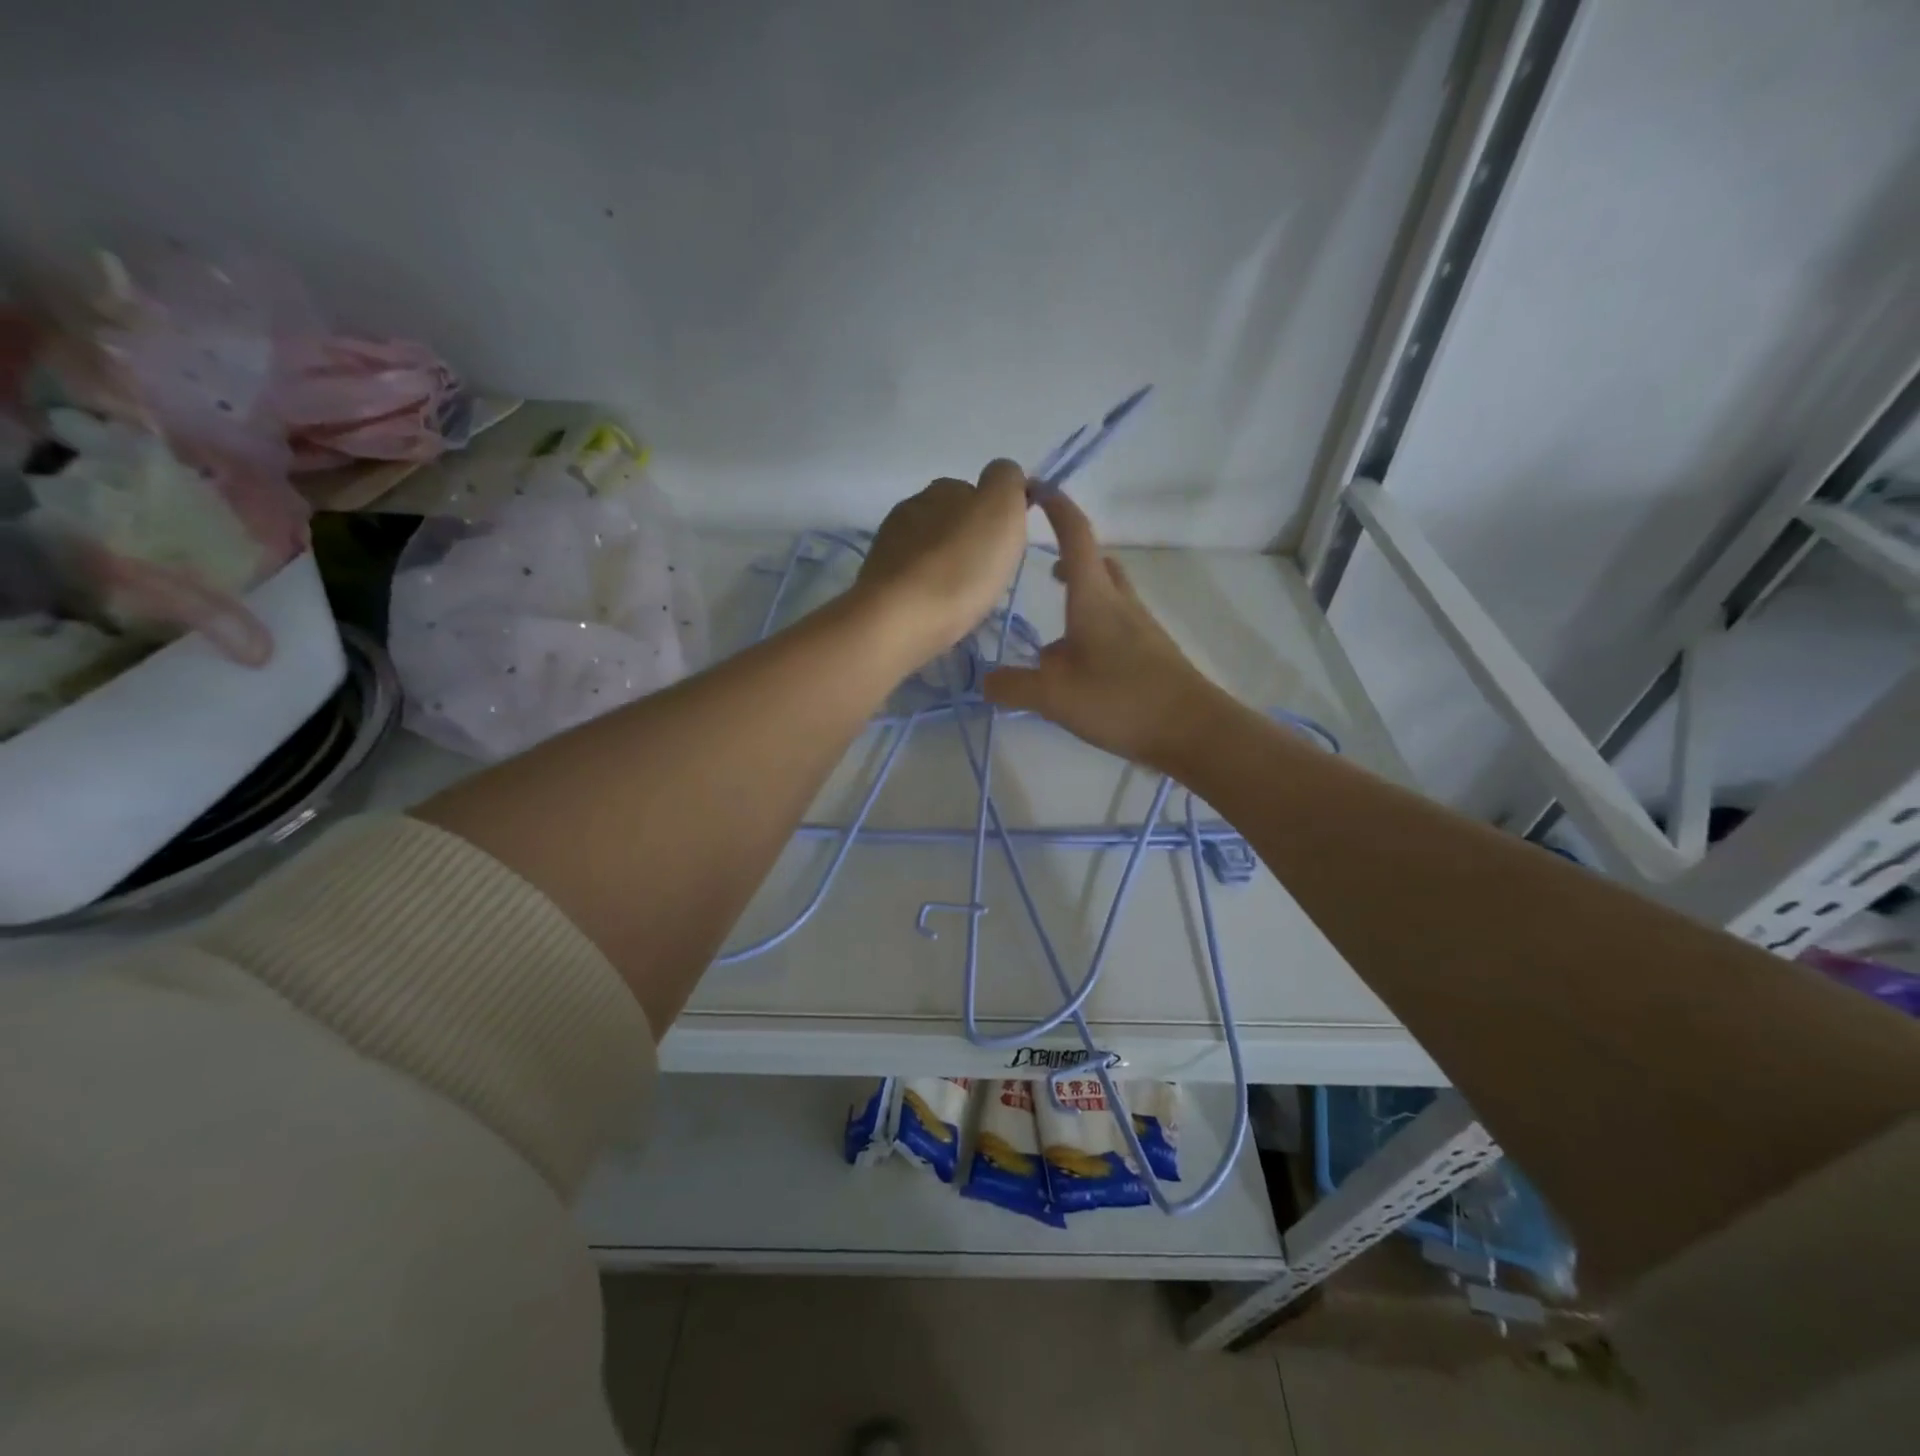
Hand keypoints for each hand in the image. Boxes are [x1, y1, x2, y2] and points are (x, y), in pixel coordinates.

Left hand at [855, 459, 1031, 661]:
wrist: (900, 620)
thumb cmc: (961, 566)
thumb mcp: (1000, 510)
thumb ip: (1006, 482)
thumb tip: (1002, 476)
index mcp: (943, 488)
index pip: (975, 490)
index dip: (994, 516)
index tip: (1005, 548)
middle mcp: (911, 507)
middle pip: (949, 519)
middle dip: (968, 540)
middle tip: (986, 573)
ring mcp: (888, 544)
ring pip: (928, 548)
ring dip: (946, 564)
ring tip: (962, 595)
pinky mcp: (876, 581)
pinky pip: (911, 577)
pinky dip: (926, 587)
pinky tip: (936, 607)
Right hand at [982, 491, 1218, 768]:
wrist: (1192, 730)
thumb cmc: (1121, 700)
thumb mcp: (1054, 696)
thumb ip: (1013, 686)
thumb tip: (987, 679)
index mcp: (1094, 598)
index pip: (1075, 535)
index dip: (1056, 506)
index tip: (1034, 489)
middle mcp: (1119, 604)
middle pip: (1096, 563)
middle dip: (1070, 557)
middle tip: (1044, 570)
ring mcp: (1140, 628)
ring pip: (1108, 596)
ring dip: (1082, 598)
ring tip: (1053, 634)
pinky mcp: (1151, 654)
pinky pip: (1116, 627)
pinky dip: (1093, 631)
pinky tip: (1078, 670)